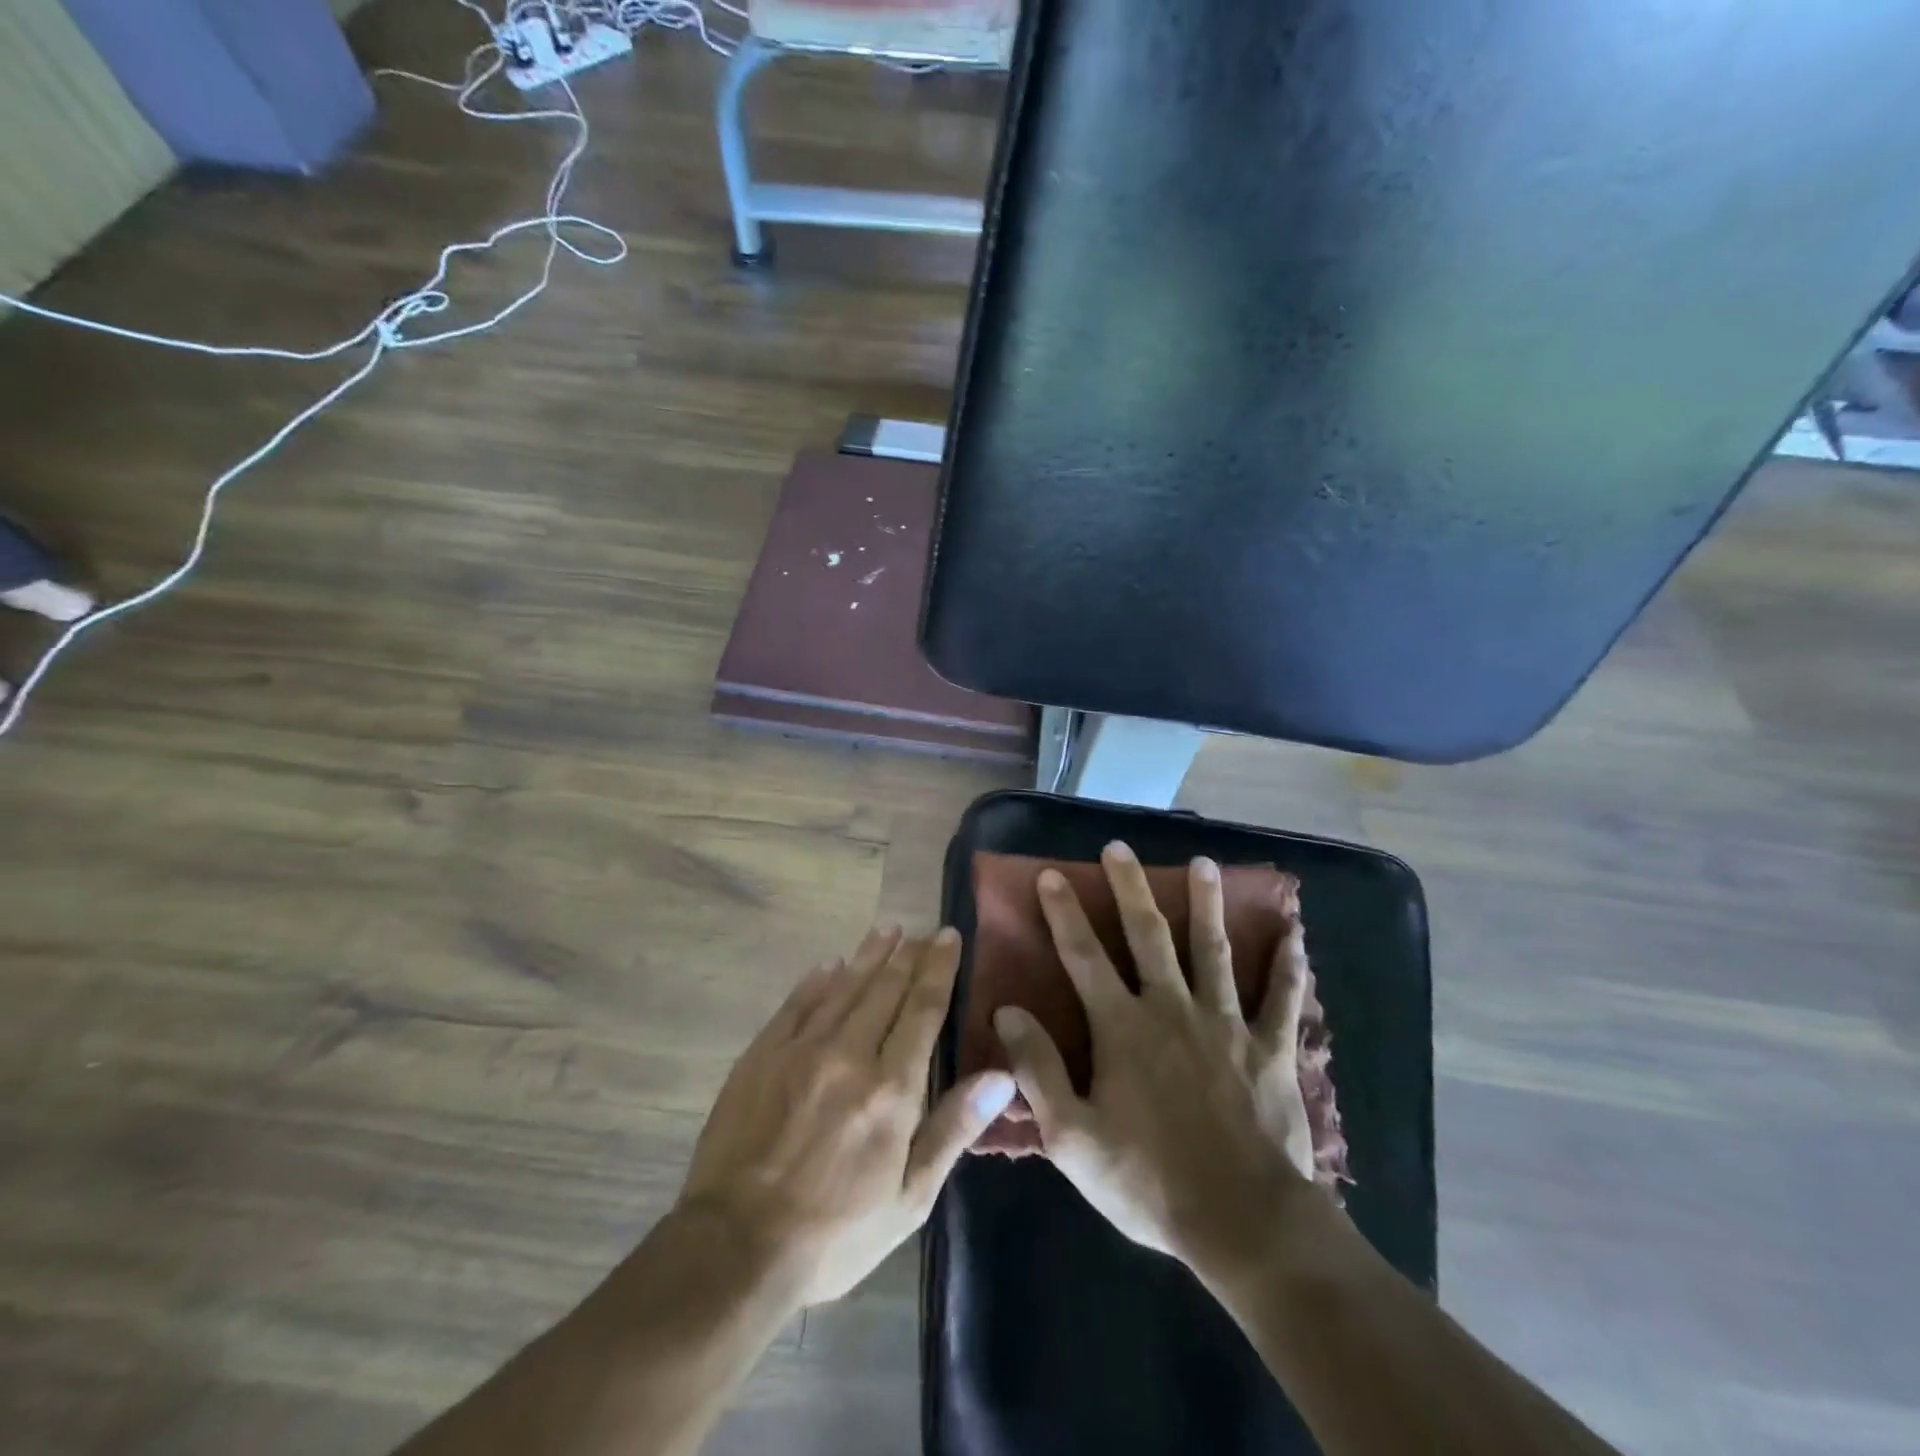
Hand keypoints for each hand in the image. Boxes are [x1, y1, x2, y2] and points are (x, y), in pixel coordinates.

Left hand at [676, 926, 1016, 1306]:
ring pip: (845, 986)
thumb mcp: (909, 1198)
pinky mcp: (762, 1055)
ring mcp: (801, 1049)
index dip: (939, 969)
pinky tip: (831, 964)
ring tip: (888, 929)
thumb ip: (954, 1128)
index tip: (949, 937)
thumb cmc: (836, 1232)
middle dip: (909, 954)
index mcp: (891, 1088)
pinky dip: (818, 979)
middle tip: (924, 930)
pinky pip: (798, 1003)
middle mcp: (849, 1054)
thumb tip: (1001, 1075)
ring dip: (869, 955)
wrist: (735, 1247)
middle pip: (886, 988)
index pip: (922, 1009)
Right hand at [992, 842, 1317, 1272]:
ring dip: (1207, 904)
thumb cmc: (1149, 1181)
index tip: (1052, 874)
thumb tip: (1007, 1011)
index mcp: (1122, 1027)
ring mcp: (1226, 1024)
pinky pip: (1282, 999)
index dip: (1064, 913)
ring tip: (1203, 863)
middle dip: (1131, 887)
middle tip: (1120, 847)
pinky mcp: (1270, 1048)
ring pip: (1214, 950)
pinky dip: (1289, 965)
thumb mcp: (1072, 1137)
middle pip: (1148, 935)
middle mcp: (1172, 1008)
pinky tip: (1295, 934)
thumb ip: (1037, 1069)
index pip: (1083, 956)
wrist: (1242, 1224)